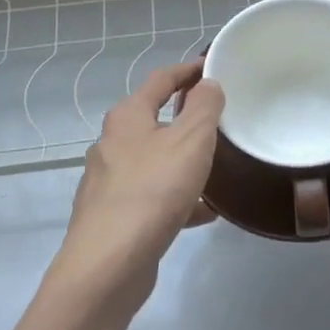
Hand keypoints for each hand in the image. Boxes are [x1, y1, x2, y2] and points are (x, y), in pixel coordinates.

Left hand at [50, 61, 223, 314]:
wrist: (109, 263)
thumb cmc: (152, 191)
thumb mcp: (190, 140)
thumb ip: (203, 108)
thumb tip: (207, 83)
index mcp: (127, 117)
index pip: (160, 80)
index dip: (187, 70)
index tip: (211, 67)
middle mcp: (112, 144)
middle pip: (154, 121)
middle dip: (186, 119)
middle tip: (220, 120)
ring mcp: (110, 182)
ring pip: (156, 162)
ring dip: (184, 162)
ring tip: (218, 169)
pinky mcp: (116, 216)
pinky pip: (154, 197)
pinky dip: (179, 198)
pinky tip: (205, 213)